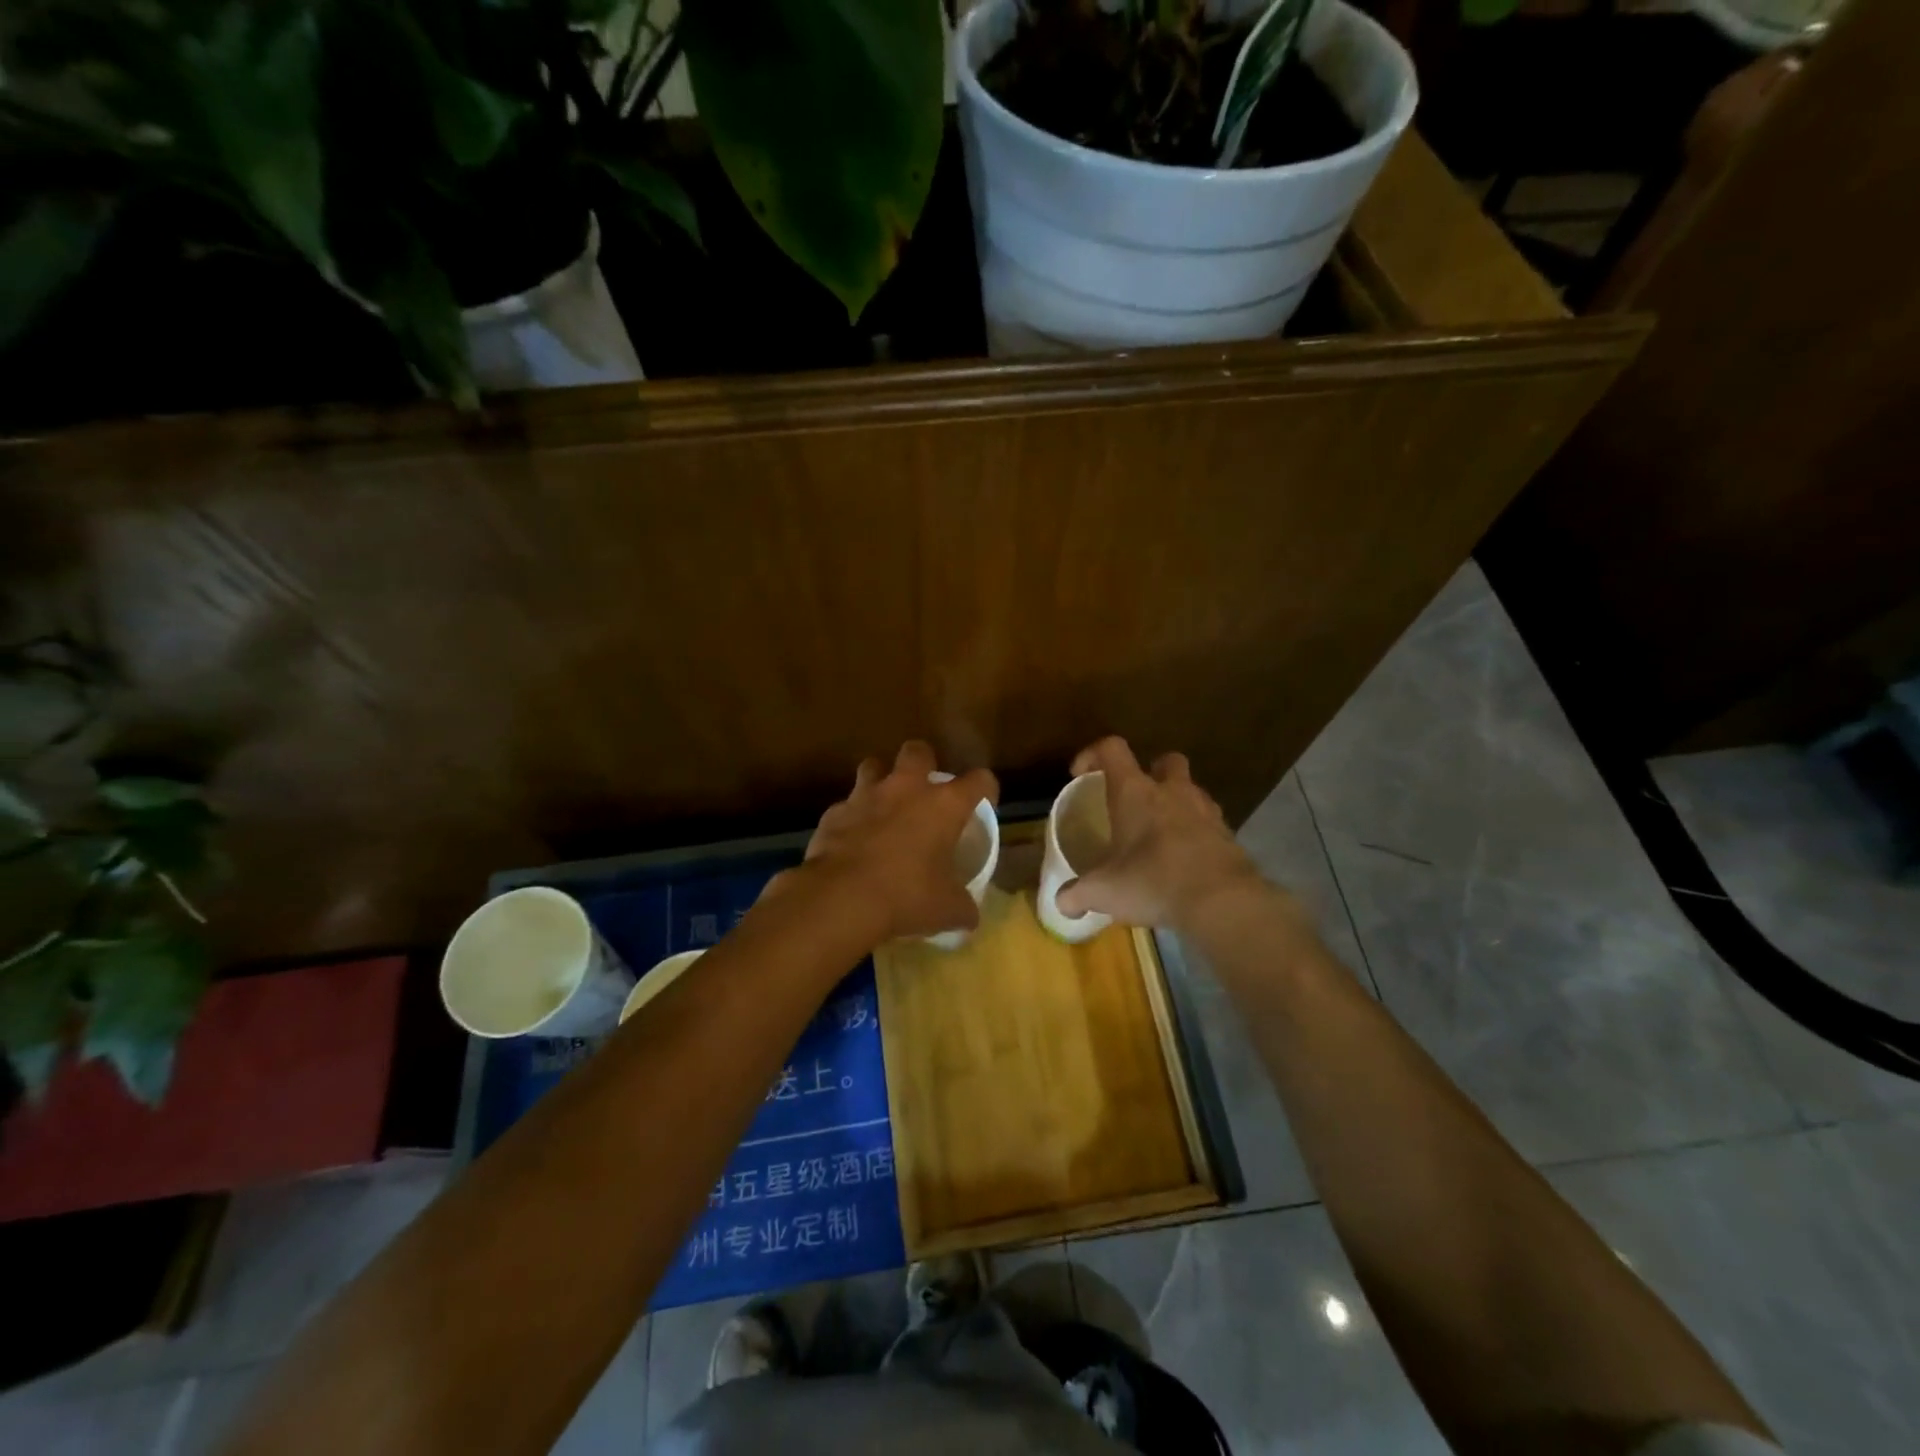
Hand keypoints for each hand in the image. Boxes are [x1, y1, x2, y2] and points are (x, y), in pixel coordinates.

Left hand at [796, 741, 998, 944]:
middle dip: (923, 763)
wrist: (841, 898)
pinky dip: (851, 817)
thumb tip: (969, 916)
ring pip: (873, 766)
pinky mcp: (834, 812)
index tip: (984, 801)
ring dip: (880, 780)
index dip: (985, 788)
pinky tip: (852, 839)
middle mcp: (906, 789)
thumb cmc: (906, 896)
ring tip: (884, 805)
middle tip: (924, 789)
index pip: (979, 780)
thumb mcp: (947, 909)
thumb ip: (963, 906)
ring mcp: (866, 796)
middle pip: (918, 751)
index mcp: (943, 805)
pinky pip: (846, 805)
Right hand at [1055, 737, 1267, 931]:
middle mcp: (1172, 791)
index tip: (1080, 775)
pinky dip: (1196, 834)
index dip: (1092, 754)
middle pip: (1165, 760)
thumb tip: (1061, 903)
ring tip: (1161, 835)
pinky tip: (1185, 860)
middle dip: (1151, 772)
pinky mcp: (1228, 835)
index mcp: (1135, 792)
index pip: (1112, 749)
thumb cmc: (1153, 881)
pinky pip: (1209, 823)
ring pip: (1191, 790)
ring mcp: (1205, 810)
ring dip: (1176, 804)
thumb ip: (1077, 894)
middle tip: (1136, 800)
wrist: (1222, 901)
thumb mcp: (1104, 891)